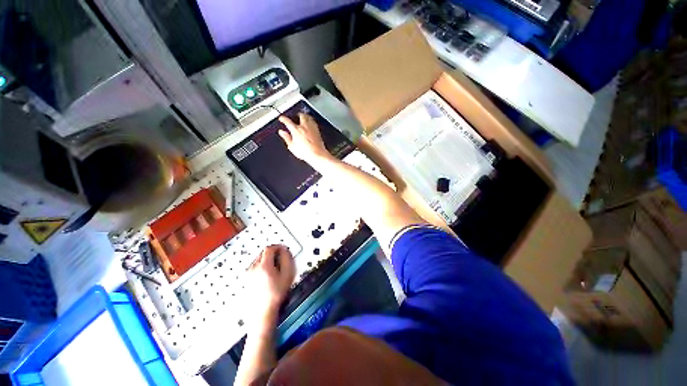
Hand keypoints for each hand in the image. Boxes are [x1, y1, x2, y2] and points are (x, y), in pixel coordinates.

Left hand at [246, 245, 295, 323]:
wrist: (262, 313)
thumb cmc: (276, 295)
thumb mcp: (287, 274)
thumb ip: (287, 258)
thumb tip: (284, 250)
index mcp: (263, 265)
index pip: (269, 248)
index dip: (277, 247)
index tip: (283, 250)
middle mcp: (253, 268)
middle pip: (263, 253)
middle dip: (273, 254)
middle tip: (281, 260)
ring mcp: (248, 274)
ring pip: (258, 260)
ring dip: (267, 260)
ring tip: (275, 270)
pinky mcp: (246, 280)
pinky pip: (255, 267)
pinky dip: (262, 267)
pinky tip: (268, 277)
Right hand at [278, 113, 331, 164]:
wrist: (317, 154)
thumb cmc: (306, 152)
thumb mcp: (292, 146)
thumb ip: (286, 138)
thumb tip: (282, 133)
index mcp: (296, 130)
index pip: (287, 121)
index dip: (283, 119)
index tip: (282, 119)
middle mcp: (304, 127)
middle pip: (301, 116)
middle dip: (297, 114)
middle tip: (295, 115)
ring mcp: (312, 128)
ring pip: (308, 117)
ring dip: (305, 116)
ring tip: (303, 116)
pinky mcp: (318, 131)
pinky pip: (314, 122)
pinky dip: (311, 121)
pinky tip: (311, 123)